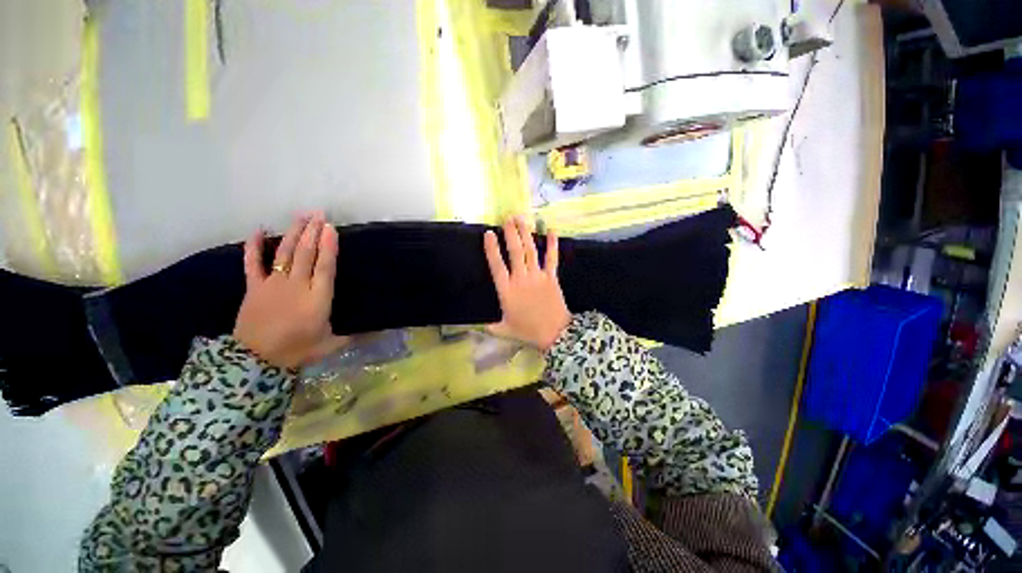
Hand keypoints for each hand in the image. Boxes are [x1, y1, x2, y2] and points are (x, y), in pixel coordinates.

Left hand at [234, 213, 348, 368]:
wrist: (255, 361)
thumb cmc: (297, 351)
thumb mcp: (331, 345)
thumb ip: (353, 333)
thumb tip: (379, 330)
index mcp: (317, 298)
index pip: (325, 267)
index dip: (329, 246)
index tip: (331, 229)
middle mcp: (296, 285)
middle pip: (306, 254)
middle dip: (313, 232)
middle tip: (319, 214)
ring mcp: (273, 284)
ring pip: (286, 253)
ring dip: (294, 233)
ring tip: (301, 216)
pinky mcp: (254, 287)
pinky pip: (252, 263)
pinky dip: (254, 246)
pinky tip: (258, 230)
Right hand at [484, 216, 570, 350]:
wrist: (554, 334)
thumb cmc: (528, 331)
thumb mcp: (504, 330)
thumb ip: (488, 326)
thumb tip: (473, 327)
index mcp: (507, 290)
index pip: (497, 265)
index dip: (492, 248)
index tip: (489, 233)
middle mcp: (521, 279)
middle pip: (515, 251)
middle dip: (510, 233)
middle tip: (507, 218)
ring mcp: (538, 276)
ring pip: (530, 251)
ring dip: (526, 233)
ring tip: (521, 219)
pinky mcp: (551, 277)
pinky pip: (552, 258)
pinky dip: (552, 244)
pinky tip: (552, 231)